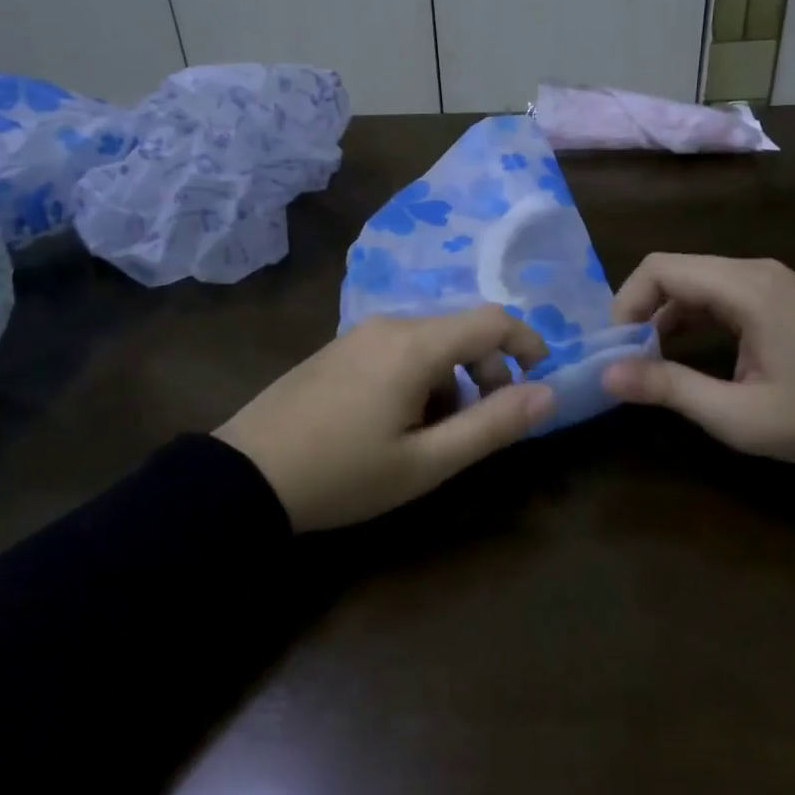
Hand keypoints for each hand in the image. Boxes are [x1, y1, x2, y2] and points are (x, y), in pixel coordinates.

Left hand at [214, 307, 553, 531]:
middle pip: (461, 331)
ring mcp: (359, 334)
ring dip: (452, 380)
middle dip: (488, 372)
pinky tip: (397, 422)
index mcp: (416, 344)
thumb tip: (548, 395)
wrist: (246, 475)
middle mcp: (390, 324)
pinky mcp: (339, 348)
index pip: (492, 319)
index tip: (540, 380)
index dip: (527, 343)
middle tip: (481, 426)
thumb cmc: (344, 473)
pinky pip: (398, 349)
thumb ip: (492, 425)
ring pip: (430, 343)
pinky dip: (420, 377)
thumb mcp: (426, 462)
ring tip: (434, 435)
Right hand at [601, 254, 794, 466]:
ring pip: (698, 282)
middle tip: (629, 358)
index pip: (660, 268)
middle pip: (677, 271)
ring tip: (654, 361)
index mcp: (746, 287)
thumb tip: (607, 374)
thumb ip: (669, 388)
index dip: (626, 302)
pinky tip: (691, 353)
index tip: (616, 348)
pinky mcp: (784, 298)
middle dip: (642, 310)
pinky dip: (696, 317)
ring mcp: (774, 281)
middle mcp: (756, 271)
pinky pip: (723, 294)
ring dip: (667, 315)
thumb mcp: (738, 414)